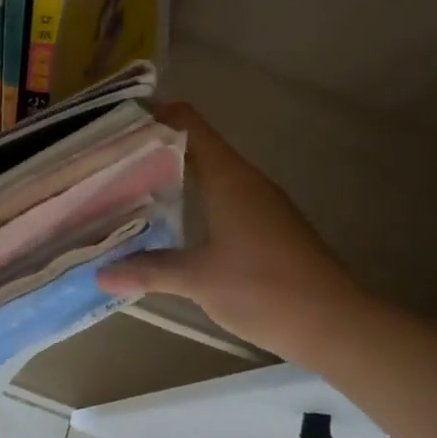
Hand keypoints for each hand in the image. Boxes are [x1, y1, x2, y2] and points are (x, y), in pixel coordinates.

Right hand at [97, 104, 367, 363]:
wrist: (335, 323)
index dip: (156, 114)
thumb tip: (101, 274)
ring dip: (175, 173)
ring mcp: (261, 202)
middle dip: (156, 147)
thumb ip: (150, 270)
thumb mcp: (199, 280)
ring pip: (211, 172)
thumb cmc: (265, 289)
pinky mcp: (269, 225)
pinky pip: (224, 195)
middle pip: (197, 144)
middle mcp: (246, 180)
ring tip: (132, 186)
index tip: (119, 121)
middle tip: (112, 159)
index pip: (190, 123)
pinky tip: (173, 222)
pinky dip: (195, 197)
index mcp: (229, 178)